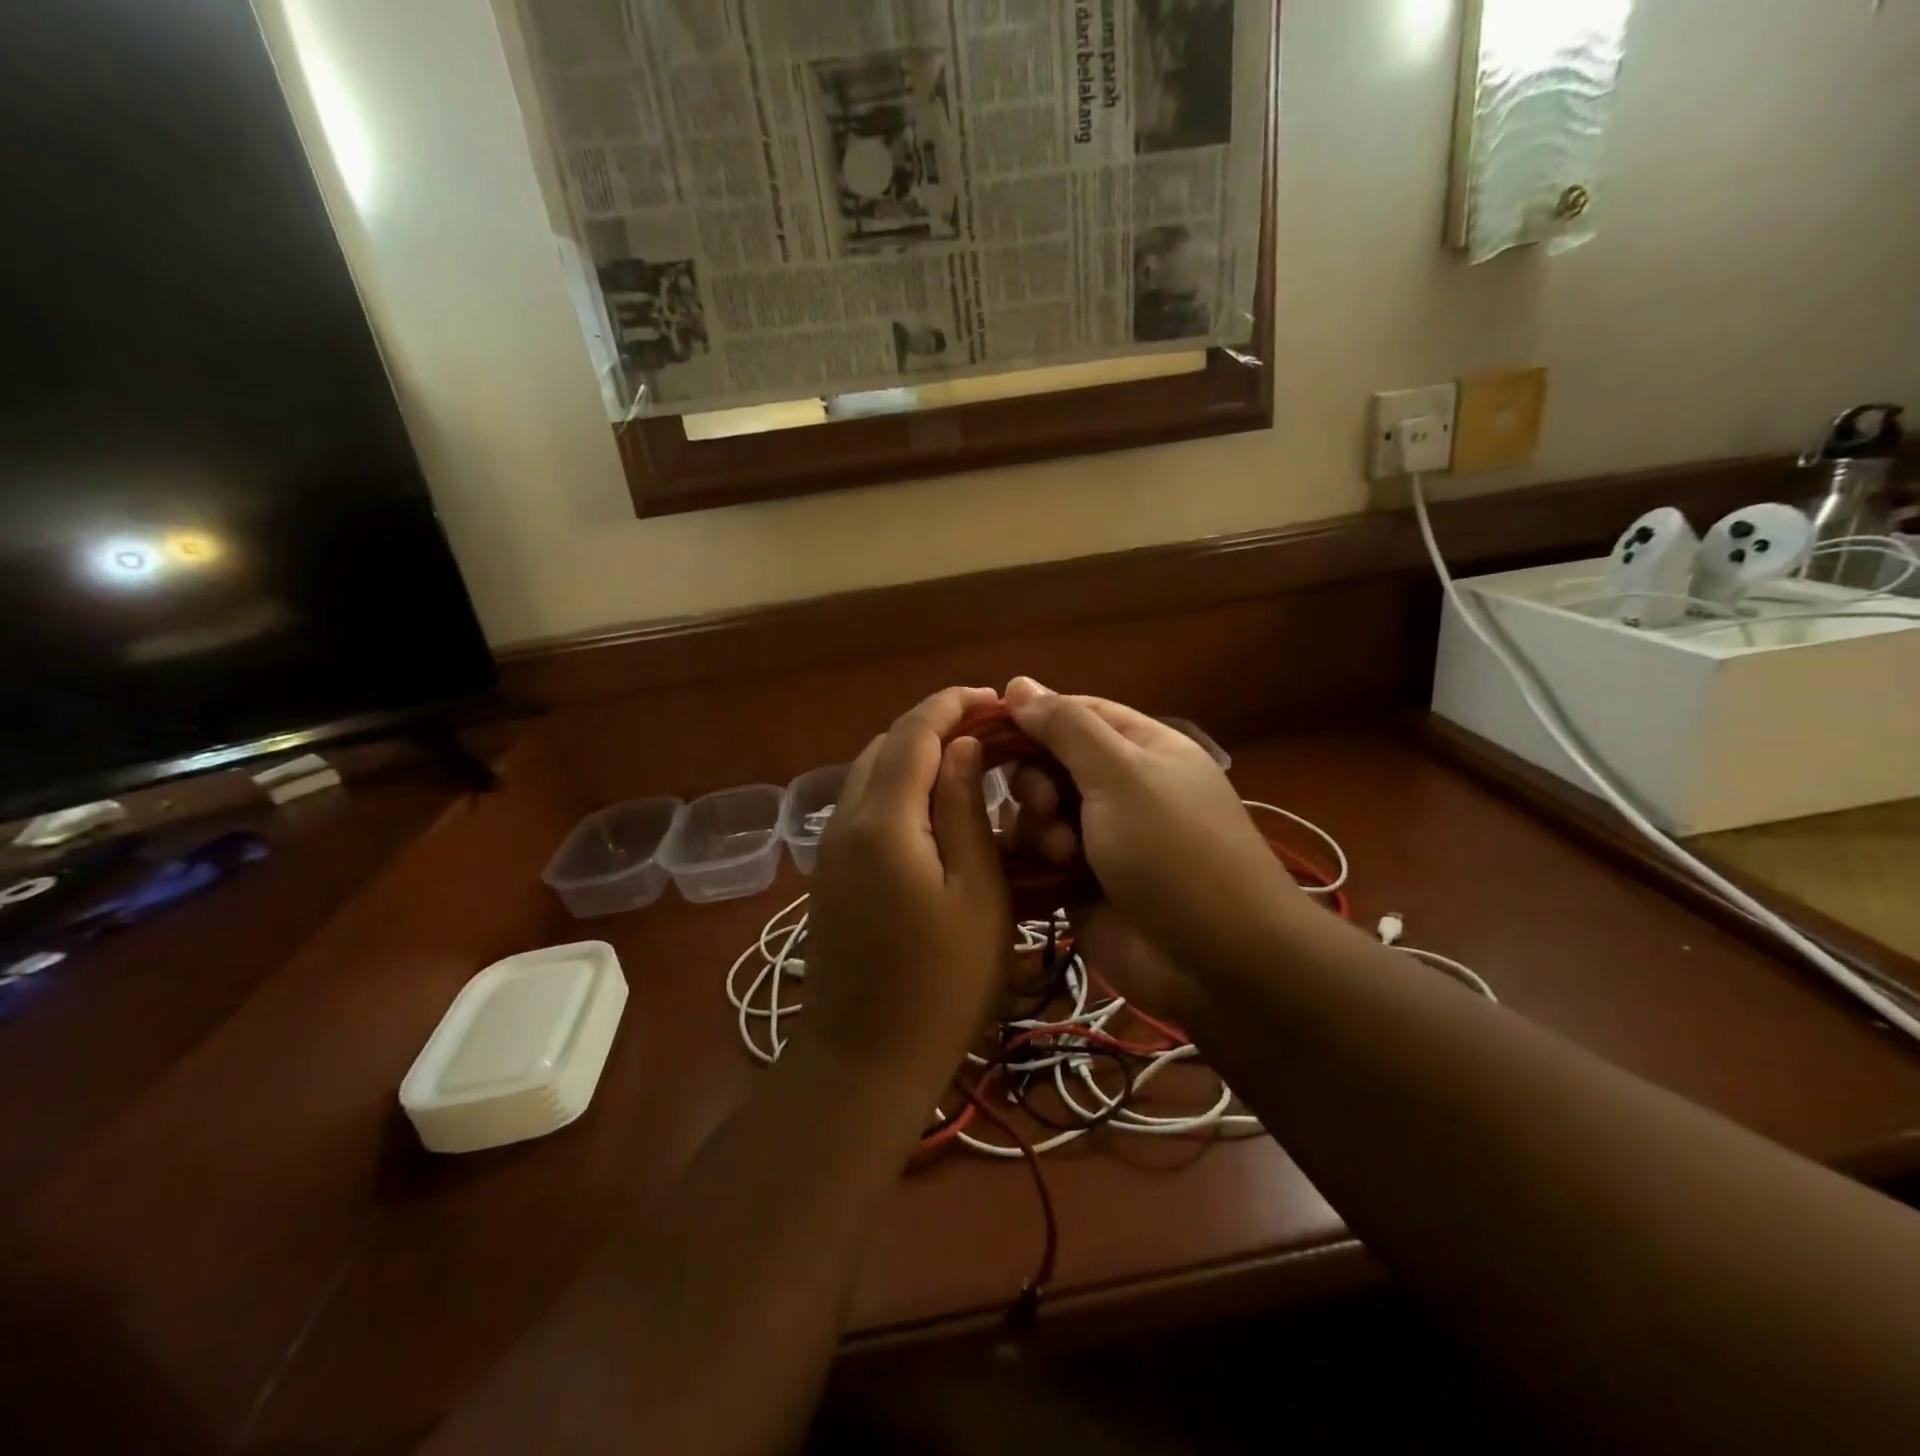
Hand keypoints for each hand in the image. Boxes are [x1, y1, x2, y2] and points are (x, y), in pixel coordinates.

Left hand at [802, 687, 1012, 1095]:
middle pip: (885, 746)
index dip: (953, 705)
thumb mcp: (977, 895)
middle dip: (934, 726)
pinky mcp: (829, 873)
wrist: (863, 1060)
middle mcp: (845, 820)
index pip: (914, 733)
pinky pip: (862, 806)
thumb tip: (963, 748)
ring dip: (914, 755)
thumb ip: (966, 812)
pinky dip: (898, 787)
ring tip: (966, 762)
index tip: (994, 697)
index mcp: (883, 820)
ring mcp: (830, 848)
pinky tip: (933, 809)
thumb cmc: (941, 985)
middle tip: (988, 730)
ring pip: (870, 774)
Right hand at [1003, 678, 1306, 988]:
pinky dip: (1033, 859)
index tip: (987, 729)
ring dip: (1038, 825)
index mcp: (1141, 748)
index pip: (1075, 713)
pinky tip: (1043, 872)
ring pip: (1039, 811)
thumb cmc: (1172, 850)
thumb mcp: (1121, 774)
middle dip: (1037, 780)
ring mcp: (1101, 837)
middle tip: (1044, 804)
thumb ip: (1066, 727)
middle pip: (1051, 762)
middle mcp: (1120, 788)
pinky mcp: (1082, 882)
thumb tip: (1018, 683)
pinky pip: (1038, 856)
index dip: (1032, 716)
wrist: (1215, 961)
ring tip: (1060, 851)